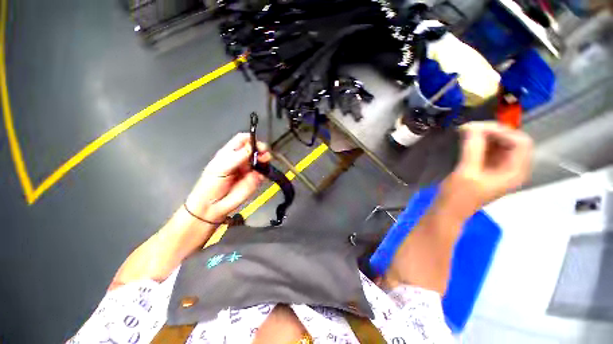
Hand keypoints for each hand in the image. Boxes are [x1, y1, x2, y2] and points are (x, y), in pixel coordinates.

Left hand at [185, 133, 270, 223]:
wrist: (213, 206)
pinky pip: (264, 172)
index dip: (251, 139)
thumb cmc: (211, 184)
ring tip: (265, 160)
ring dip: (266, 158)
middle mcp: (242, 159)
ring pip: (262, 159)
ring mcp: (250, 169)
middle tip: (264, 152)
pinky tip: (264, 171)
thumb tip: (252, 147)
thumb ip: (237, 157)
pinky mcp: (256, 179)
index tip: (256, 143)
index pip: (243, 140)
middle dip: (261, 148)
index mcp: (231, 153)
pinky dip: (266, 170)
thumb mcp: (221, 167)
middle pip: (255, 148)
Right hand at [440, 122, 532, 214]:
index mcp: (514, 172)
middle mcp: (513, 168)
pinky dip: (481, 142)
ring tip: (467, 132)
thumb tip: (472, 126)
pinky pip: (491, 149)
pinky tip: (468, 140)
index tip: (477, 128)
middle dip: (493, 132)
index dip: (502, 131)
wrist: (449, 210)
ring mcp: (501, 168)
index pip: (521, 142)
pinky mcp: (489, 168)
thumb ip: (473, 148)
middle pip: (512, 141)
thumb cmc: (458, 195)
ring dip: (486, 135)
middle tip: (470, 128)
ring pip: (501, 144)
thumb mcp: (466, 172)